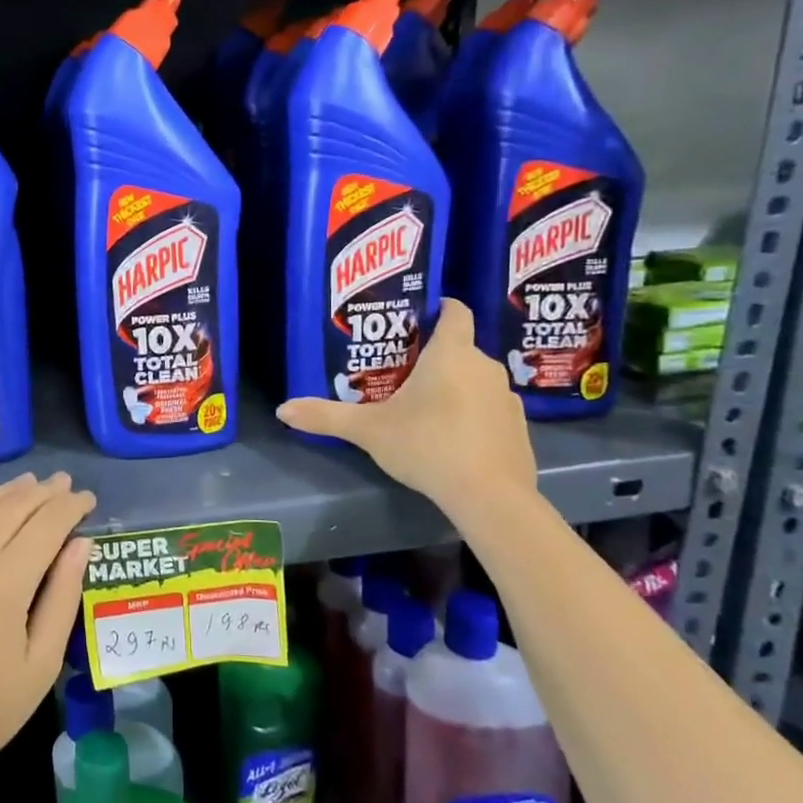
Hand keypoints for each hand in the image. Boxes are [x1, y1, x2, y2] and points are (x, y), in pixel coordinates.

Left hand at [0, 472, 95, 796]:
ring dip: (5, 491)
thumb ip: (64, 596)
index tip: (87, 499)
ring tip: (26, 486)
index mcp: (6, 580)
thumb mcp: (41, 663)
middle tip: (63, 484)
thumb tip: (81, 543)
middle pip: (13, 505)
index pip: (48, 523)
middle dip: (44, 492)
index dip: (71, 506)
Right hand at [276, 299, 536, 509]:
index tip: (421, 315)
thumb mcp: (368, 431)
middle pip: (461, 349)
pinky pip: (491, 409)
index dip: (441, 307)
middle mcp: (484, 366)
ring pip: (476, 380)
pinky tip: (454, 438)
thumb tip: (283, 411)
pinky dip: (474, 415)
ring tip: (427, 407)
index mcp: (450, 354)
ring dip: (456, 387)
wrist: (489, 495)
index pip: (455, 312)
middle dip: (435, 357)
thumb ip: (326, 417)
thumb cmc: (426, 445)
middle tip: (403, 372)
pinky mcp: (519, 427)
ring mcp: (507, 397)